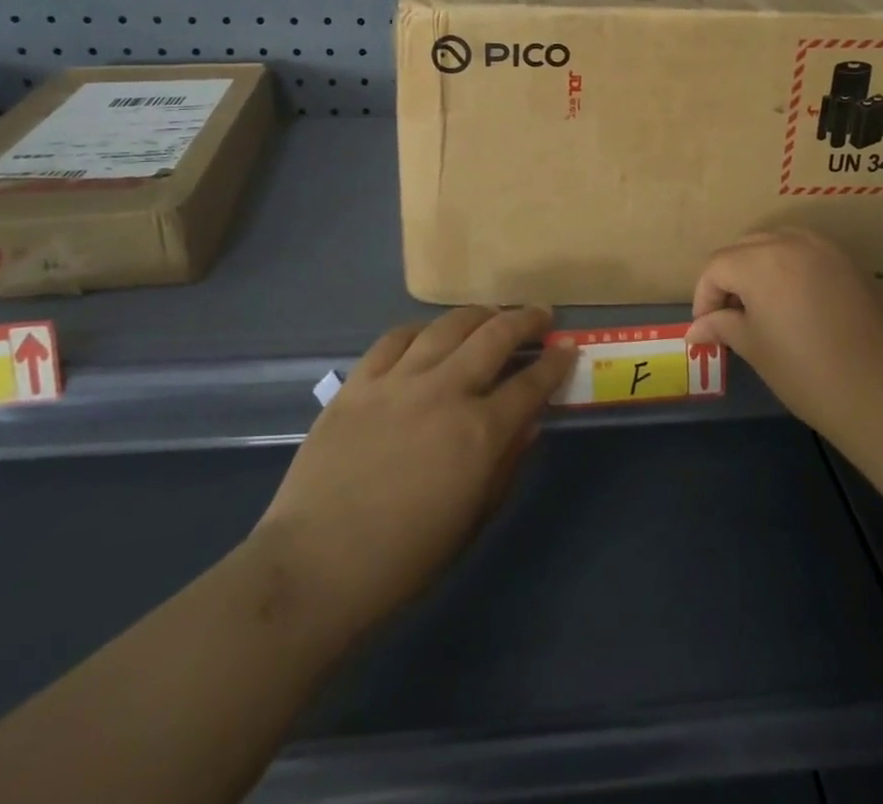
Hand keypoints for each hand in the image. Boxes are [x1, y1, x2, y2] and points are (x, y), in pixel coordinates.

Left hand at [252, 306, 576, 650]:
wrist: (314, 568)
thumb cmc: (403, 561)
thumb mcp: (471, 521)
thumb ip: (505, 465)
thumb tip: (527, 423)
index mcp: (479, 434)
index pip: (531, 384)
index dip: (556, 363)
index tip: (568, 348)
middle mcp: (444, 393)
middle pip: (495, 337)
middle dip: (525, 320)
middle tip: (539, 316)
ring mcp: (398, 381)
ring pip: (447, 326)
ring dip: (478, 315)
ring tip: (490, 314)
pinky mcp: (359, 382)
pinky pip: (395, 338)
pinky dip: (420, 330)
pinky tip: (429, 333)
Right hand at [687, 229, 882, 436]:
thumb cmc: (807, 372)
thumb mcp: (756, 349)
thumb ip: (723, 327)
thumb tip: (697, 328)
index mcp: (760, 260)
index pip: (717, 266)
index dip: (704, 296)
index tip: (706, 329)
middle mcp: (791, 242)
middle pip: (745, 247)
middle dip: (730, 277)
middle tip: (729, 316)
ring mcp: (826, 249)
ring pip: (778, 243)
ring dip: (761, 266)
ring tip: (762, 306)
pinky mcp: (852, 264)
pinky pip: (809, 253)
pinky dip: (792, 268)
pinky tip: (797, 304)